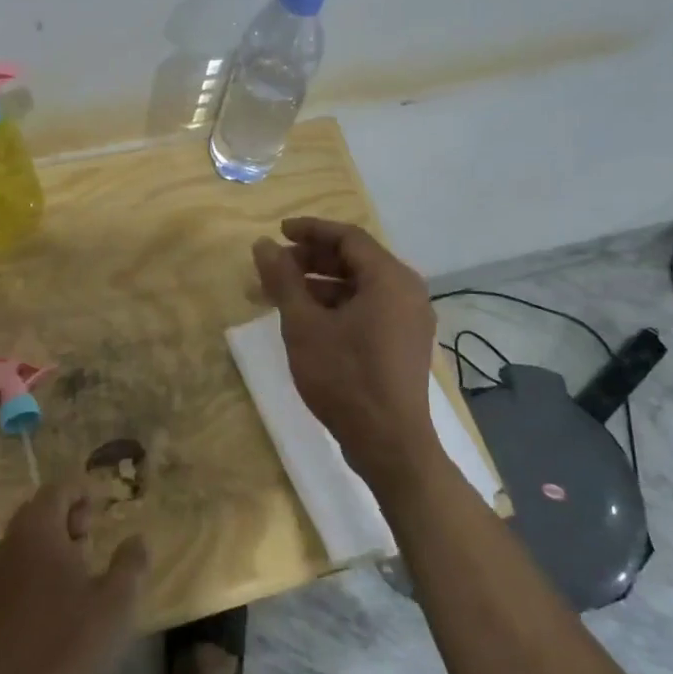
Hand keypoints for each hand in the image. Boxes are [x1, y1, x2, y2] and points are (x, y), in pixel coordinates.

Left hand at [0, 482, 148, 673]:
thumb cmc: (72, 641)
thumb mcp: (118, 600)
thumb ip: (131, 562)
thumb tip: (137, 538)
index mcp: (38, 530)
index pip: (57, 489)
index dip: (82, 492)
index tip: (103, 508)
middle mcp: (12, 542)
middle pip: (38, 509)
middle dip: (67, 513)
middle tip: (92, 532)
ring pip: (27, 536)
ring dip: (53, 538)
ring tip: (82, 560)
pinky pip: (19, 561)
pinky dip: (40, 560)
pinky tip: (62, 590)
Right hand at [252, 217, 441, 496]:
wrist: (389, 443)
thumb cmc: (345, 377)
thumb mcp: (304, 325)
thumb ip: (283, 279)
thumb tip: (263, 245)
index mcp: (390, 278)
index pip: (348, 237)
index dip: (310, 230)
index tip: (278, 232)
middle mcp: (407, 291)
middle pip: (356, 259)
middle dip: (312, 259)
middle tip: (276, 266)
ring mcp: (409, 318)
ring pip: (360, 286)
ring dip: (321, 284)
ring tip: (283, 294)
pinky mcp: (404, 342)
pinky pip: (369, 307)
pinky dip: (337, 305)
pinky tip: (308, 319)